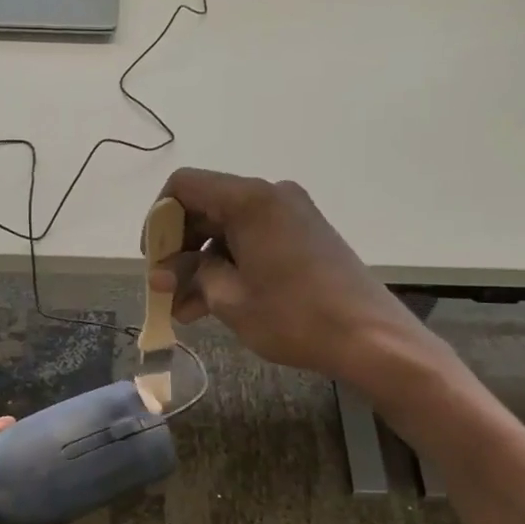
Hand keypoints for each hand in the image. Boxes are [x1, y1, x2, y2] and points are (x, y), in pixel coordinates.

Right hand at [150, 168, 450, 388]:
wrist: (371, 338)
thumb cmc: (294, 316)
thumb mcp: (229, 298)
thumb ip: (190, 275)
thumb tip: (165, 273)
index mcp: (249, 199)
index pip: (184, 186)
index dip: (159, 219)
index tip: (153, 258)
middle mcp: (270, 195)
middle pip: (206, 207)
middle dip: (180, 249)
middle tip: (165, 290)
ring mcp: (291, 214)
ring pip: (228, 230)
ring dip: (202, 265)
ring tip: (185, 310)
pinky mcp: (305, 235)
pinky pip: (253, 241)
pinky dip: (230, 266)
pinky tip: (213, 305)